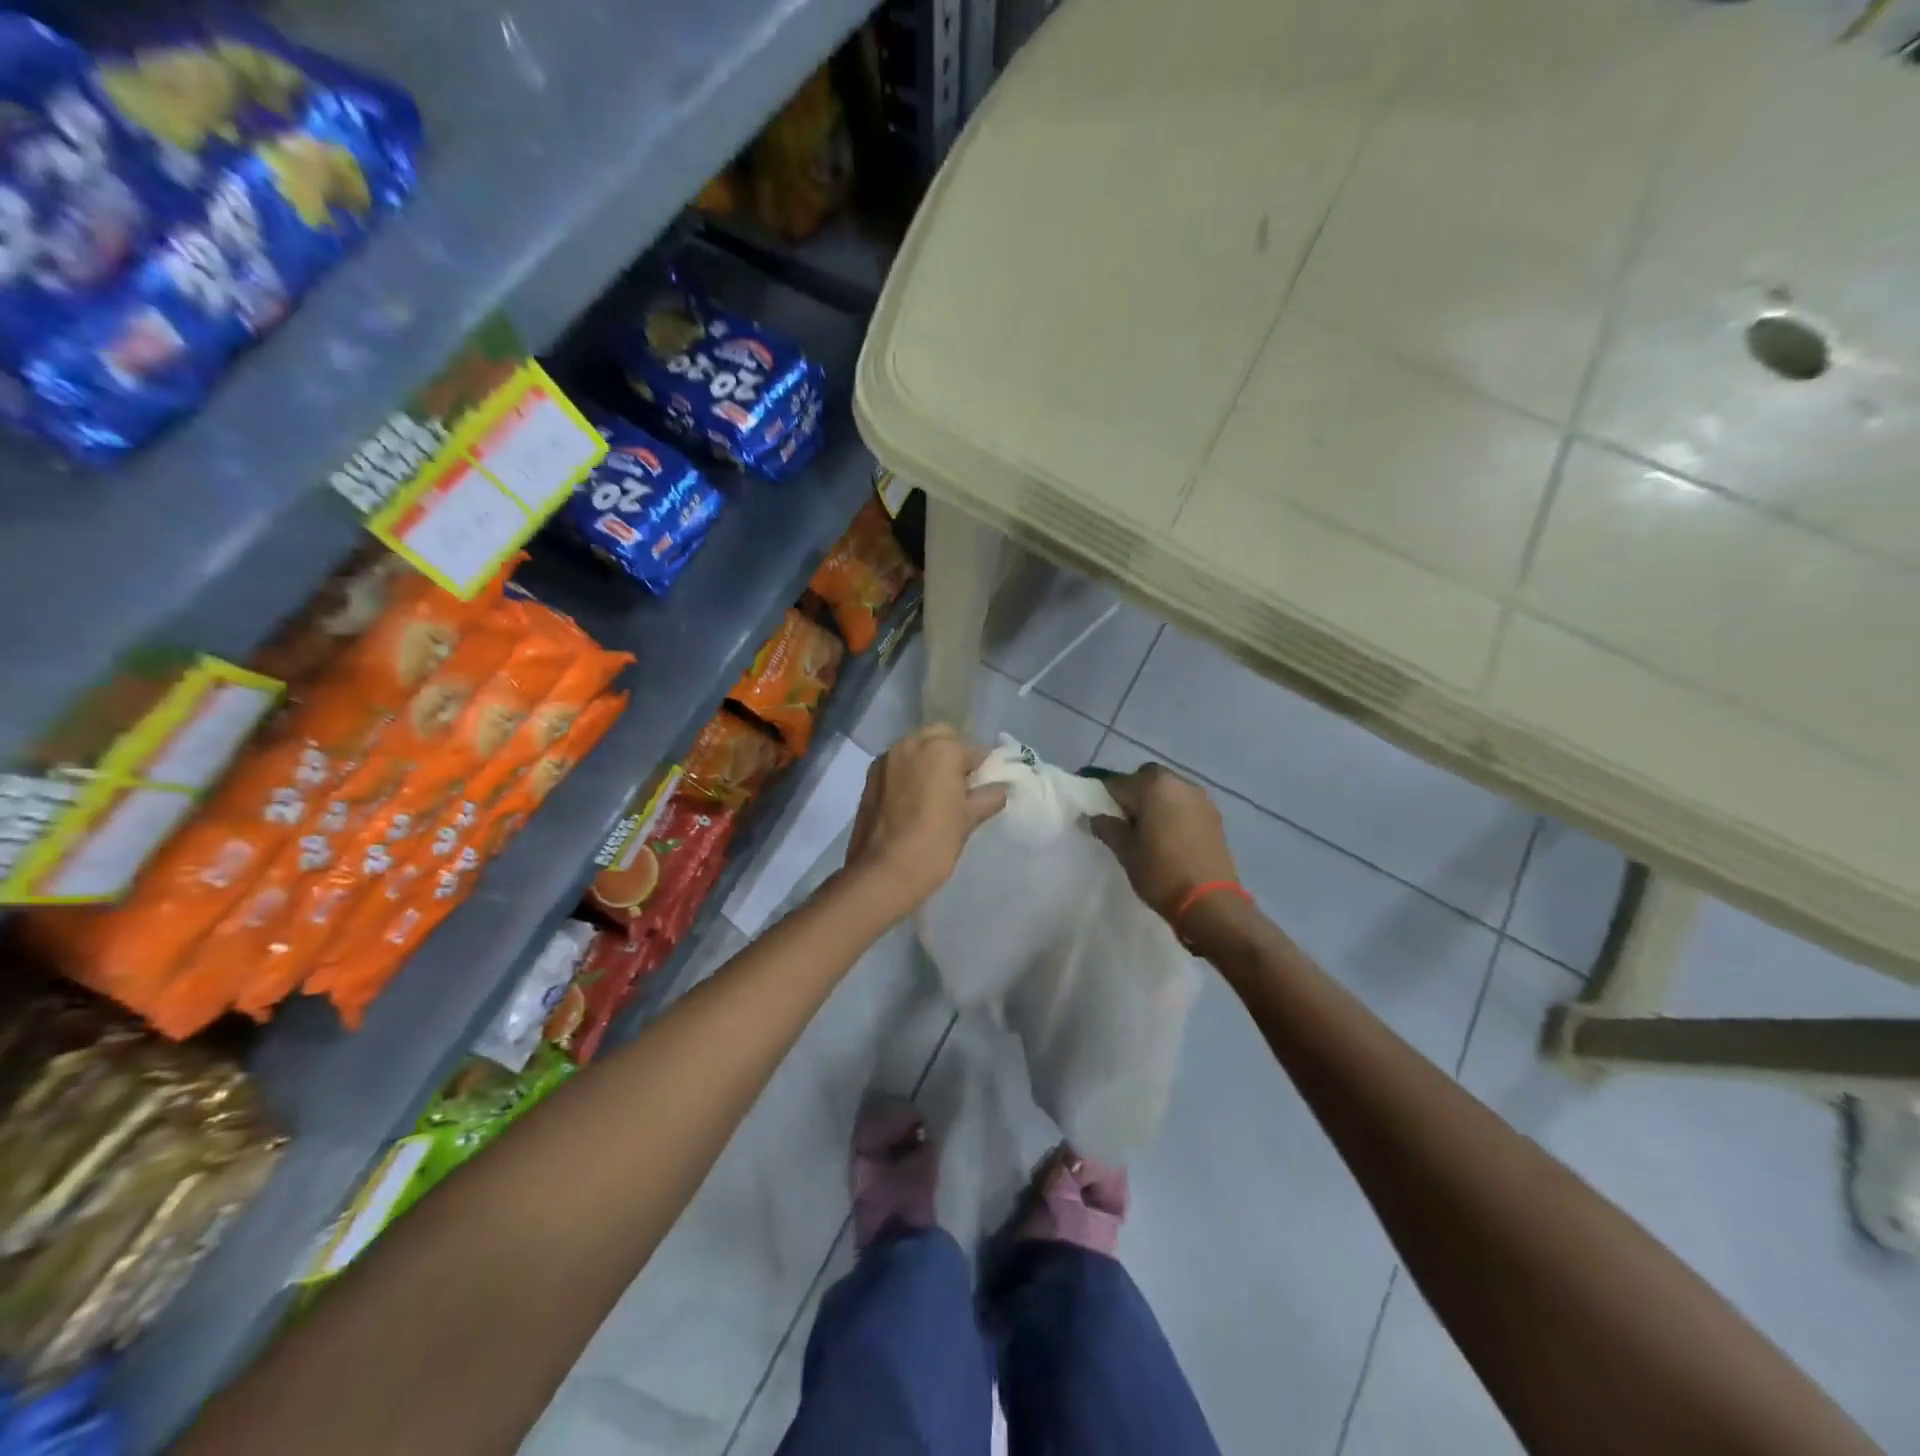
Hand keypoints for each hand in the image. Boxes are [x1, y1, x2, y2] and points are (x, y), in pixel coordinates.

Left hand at [842, 725, 1007, 919]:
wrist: (883, 872)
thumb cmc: (934, 843)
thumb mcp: (968, 820)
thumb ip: (988, 797)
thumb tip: (1001, 789)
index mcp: (942, 749)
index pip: (975, 751)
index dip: (984, 769)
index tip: (986, 788)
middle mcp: (912, 743)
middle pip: (942, 738)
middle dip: (953, 755)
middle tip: (960, 787)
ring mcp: (887, 758)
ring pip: (916, 748)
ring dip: (929, 762)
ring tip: (935, 795)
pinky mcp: (870, 776)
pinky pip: (898, 764)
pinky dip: (908, 773)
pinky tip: (913, 801)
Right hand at [1089, 762, 1238, 922]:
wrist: (1211, 902)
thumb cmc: (1161, 873)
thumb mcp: (1126, 852)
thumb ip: (1107, 828)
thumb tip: (1091, 818)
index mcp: (1153, 786)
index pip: (1116, 783)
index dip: (1104, 798)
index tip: (1098, 815)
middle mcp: (1178, 783)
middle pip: (1146, 779)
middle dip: (1133, 795)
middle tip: (1126, 823)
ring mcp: (1200, 798)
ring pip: (1168, 790)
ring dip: (1155, 802)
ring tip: (1149, 832)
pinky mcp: (1214, 815)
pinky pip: (1185, 804)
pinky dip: (1174, 812)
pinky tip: (1171, 837)